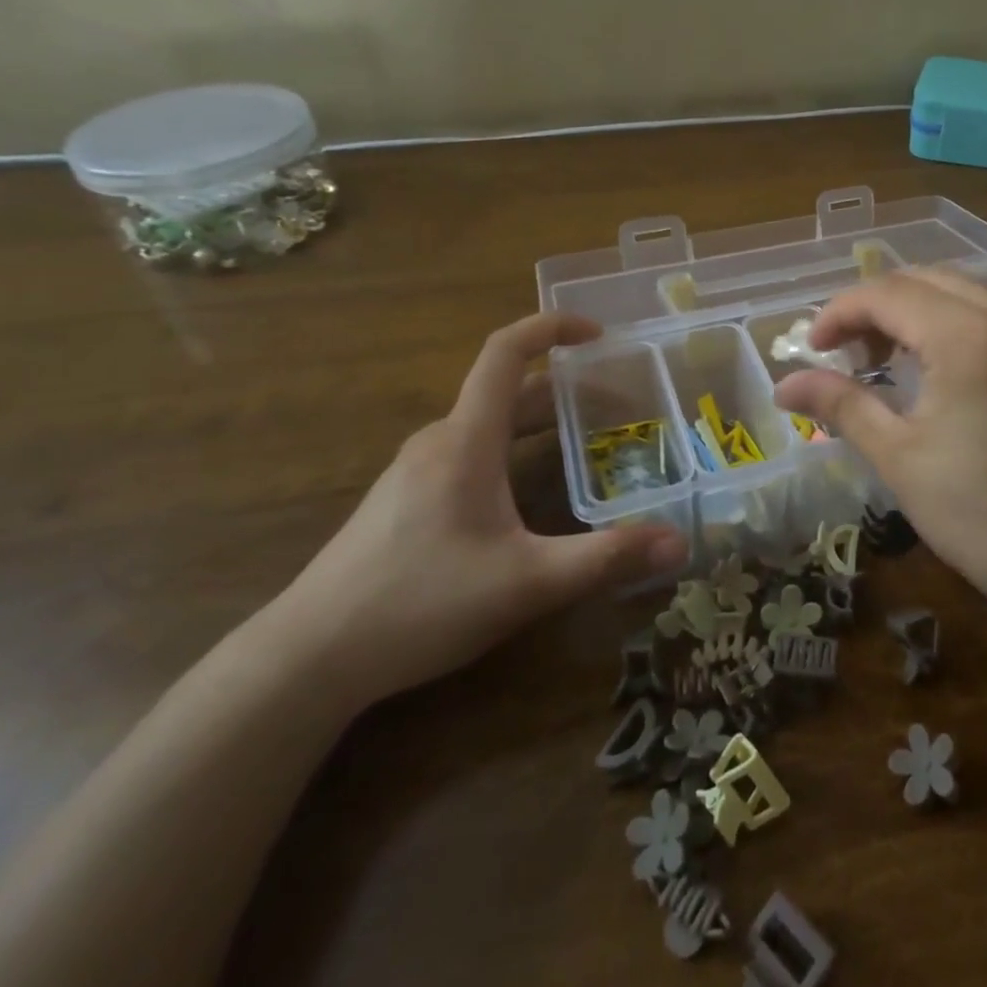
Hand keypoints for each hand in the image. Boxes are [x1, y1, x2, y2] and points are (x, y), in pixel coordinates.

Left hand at [261, 314, 688, 710]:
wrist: (306, 659)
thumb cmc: (420, 603)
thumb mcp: (528, 583)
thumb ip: (606, 559)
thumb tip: (680, 543)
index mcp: (466, 440)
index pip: (505, 352)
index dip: (551, 327)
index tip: (597, 332)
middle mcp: (439, 442)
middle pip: (506, 392)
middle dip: (565, 389)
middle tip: (618, 405)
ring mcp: (414, 471)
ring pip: (486, 424)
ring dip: (538, 421)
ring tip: (585, 443)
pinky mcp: (403, 501)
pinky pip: (468, 452)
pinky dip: (511, 449)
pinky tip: (526, 494)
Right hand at [774, 269, 986, 638]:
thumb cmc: (981, 514)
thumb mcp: (900, 457)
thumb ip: (841, 404)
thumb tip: (783, 385)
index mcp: (969, 336)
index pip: (887, 293)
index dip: (839, 312)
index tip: (810, 349)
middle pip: (921, 280)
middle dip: (872, 307)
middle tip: (842, 354)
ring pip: (955, 291)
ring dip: (908, 311)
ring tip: (877, 358)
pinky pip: (984, 311)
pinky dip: (944, 322)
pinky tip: (926, 362)